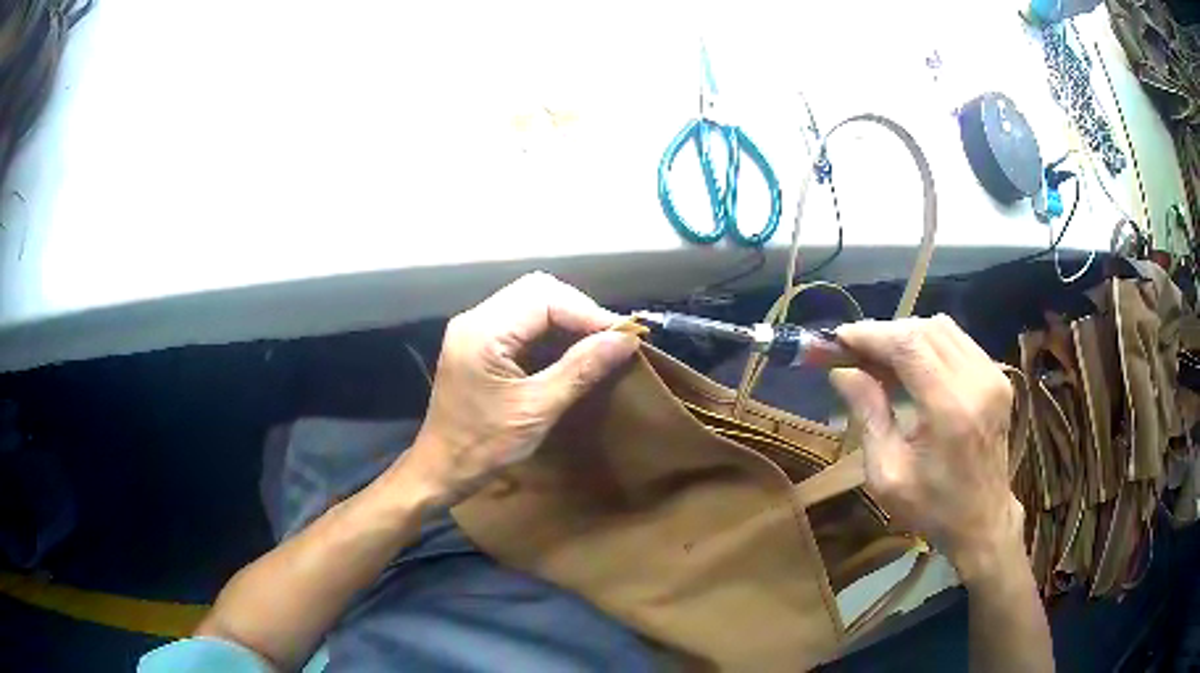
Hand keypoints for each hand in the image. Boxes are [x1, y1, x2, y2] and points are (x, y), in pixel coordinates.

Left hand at [400, 273, 639, 506]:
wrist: (442, 467)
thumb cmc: (484, 446)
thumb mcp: (537, 410)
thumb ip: (580, 370)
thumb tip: (626, 340)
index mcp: (483, 332)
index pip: (544, 297)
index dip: (588, 312)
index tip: (624, 336)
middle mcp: (476, 318)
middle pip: (537, 290)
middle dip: (579, 310)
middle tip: (611, 338)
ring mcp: (475, 328)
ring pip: (531, 301)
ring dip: (567, 317)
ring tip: (598, 342)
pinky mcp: (479, 341)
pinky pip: (522, 319)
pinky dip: (551, 328)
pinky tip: (572, 349)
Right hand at [830, 315, 1022, 575]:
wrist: (983, 521)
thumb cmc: (931, 507)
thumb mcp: (887, 474)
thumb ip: (868, 415)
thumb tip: (841, 372)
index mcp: (950, 410)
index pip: (909, 345)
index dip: (871, 334)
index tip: (838, 338)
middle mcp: (977, 381)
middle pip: (925, 329)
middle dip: (885, 332)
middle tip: (854, 350)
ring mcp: (993, 375)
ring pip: (943, 328)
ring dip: (906, 334)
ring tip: (879, 356)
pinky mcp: (998, 376)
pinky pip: (958, 341)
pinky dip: (928, 343)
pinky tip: (911, 364)